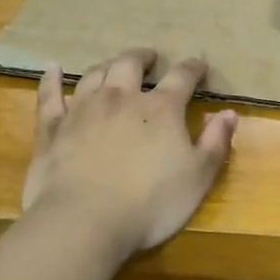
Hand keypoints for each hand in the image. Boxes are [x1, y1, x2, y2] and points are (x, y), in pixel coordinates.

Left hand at [22, 48, 239, 256]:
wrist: (84, 221)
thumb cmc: (150, 203)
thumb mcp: (198, 178)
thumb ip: (216, 143)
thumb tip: (229, 113)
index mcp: (161, 109)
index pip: (182, 77)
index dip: (193, 68)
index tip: (199, 65)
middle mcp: (121, 98)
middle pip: (131, 64)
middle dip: (143, 58)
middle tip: (150, 59)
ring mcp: (83, 110)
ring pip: (95, 75)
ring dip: (107, 66)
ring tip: (113, 66)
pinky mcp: (52, 128)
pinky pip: (50, 95)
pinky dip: (52, 79)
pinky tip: (52, 68)